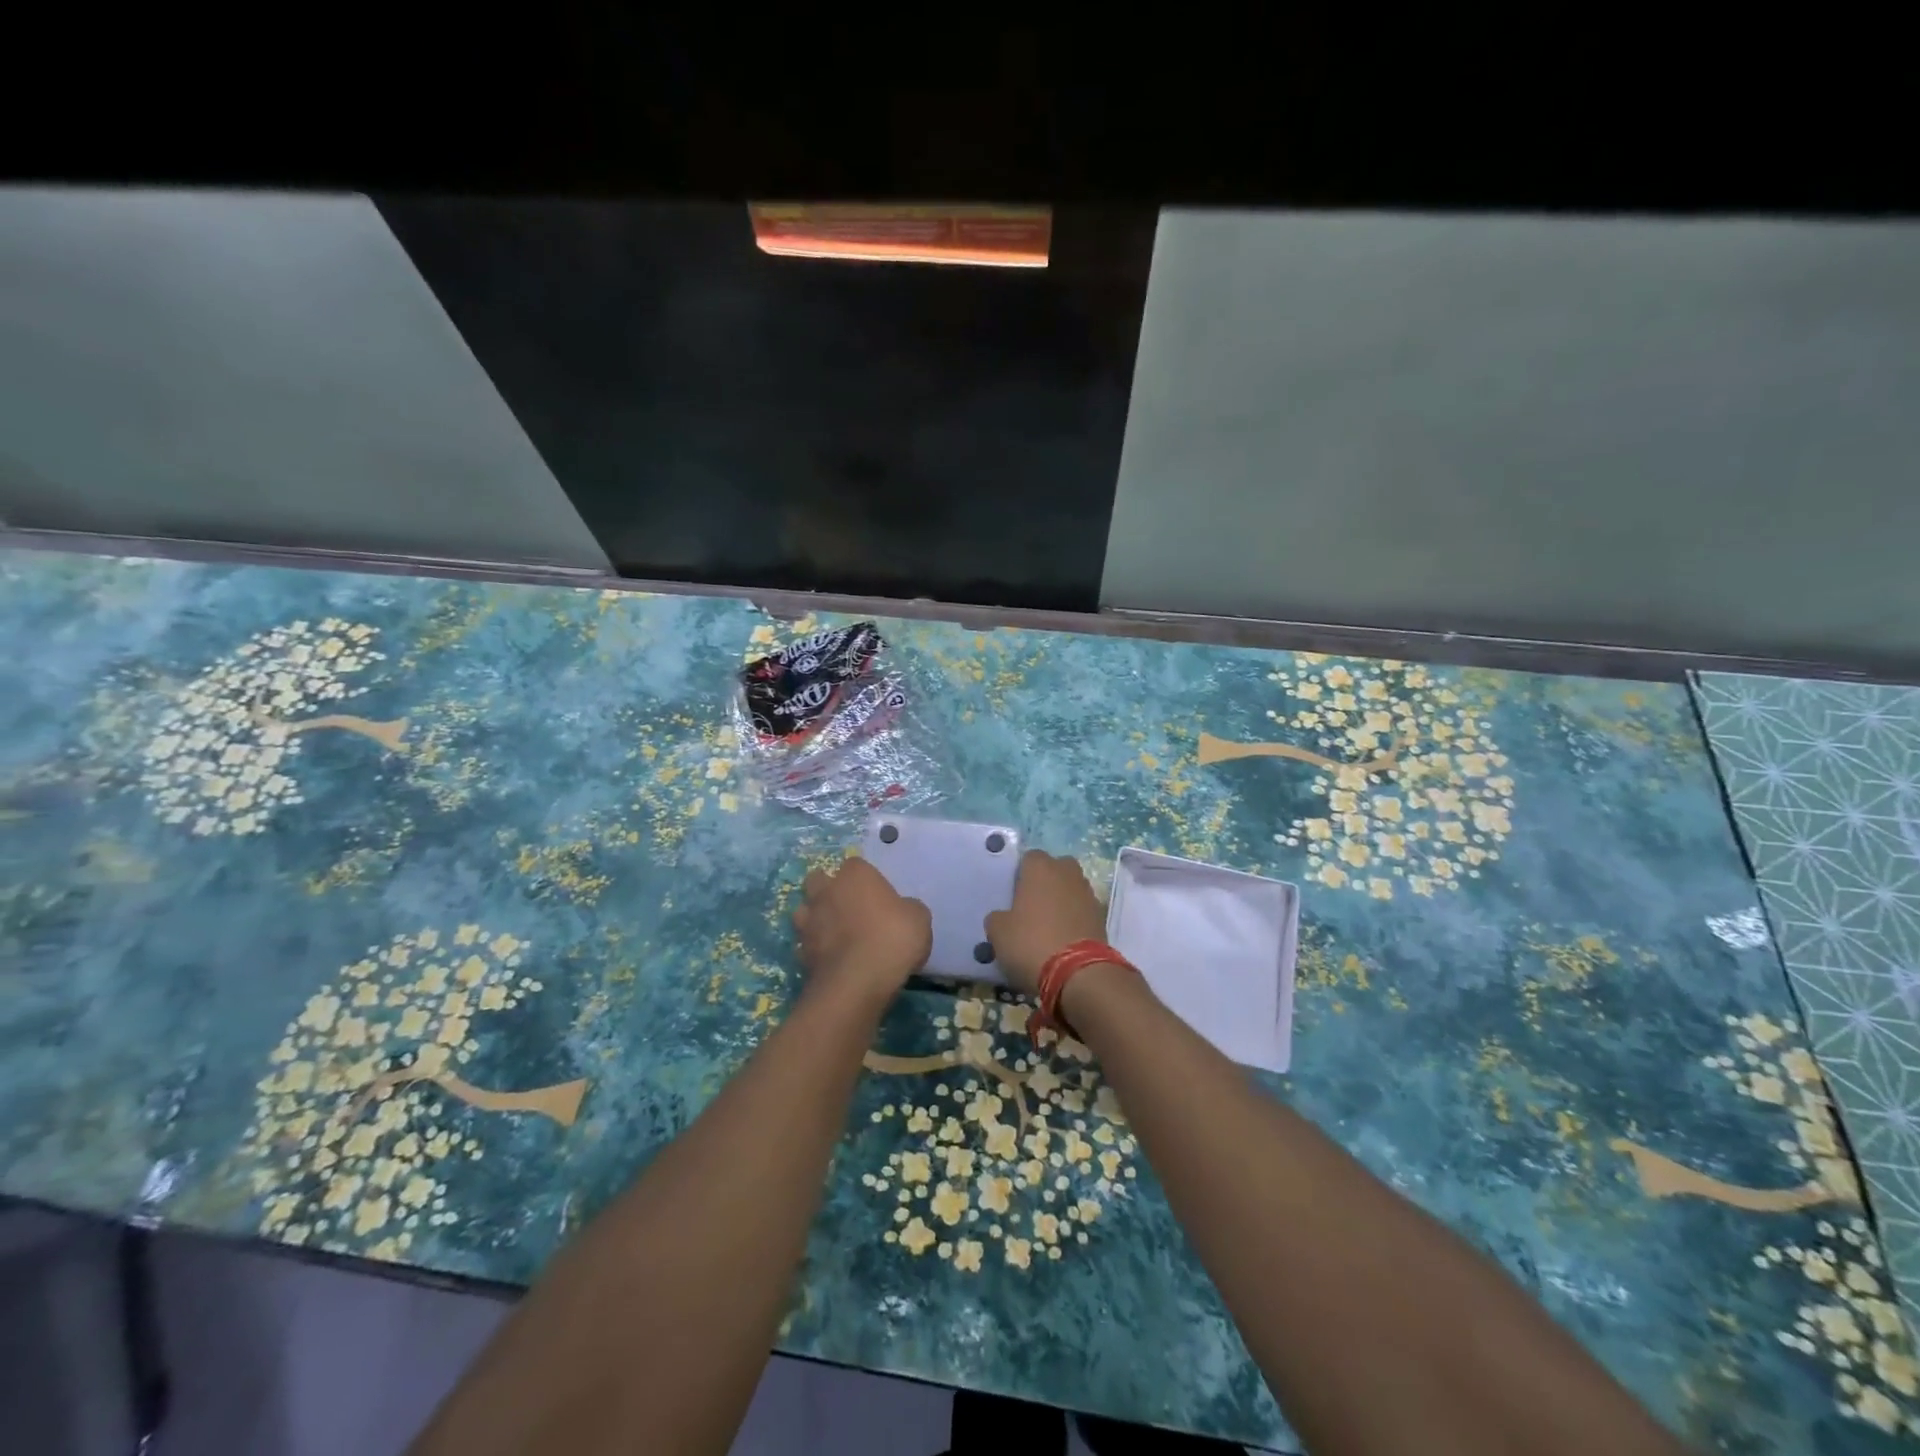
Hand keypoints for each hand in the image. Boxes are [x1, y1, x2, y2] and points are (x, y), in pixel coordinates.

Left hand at [792, 856, 930, 1010]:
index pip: (856, 865)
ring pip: (805, 910)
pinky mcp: (800, 951)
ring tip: (835, 933)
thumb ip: (907, 908)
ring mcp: (809, 921)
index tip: (878, 896)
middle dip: (830, 890)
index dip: (866, 879)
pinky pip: (806, 943)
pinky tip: (832, 959)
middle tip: (851, 909)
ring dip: (816, 917)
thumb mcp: (919, 919)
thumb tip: (902, 911)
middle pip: (819, 880)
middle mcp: (827, 891)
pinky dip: (816, 948)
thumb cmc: (892, 939)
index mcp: (855, 875)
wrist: (856, 983)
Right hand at [985, 850, 1108, 994]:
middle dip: (1046, 882)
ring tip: (1049, 925)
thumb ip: (998, 917)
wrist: (1078, 973)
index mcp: (1040, 868)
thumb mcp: (998, 932)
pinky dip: (1075, 918)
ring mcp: (1088, 893)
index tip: (1014, 896)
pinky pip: (1082, 909)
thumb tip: (1004, 917)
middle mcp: (1067, 872)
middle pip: (1055, 868)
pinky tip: (1064, 938)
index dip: (1021, 875)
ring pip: (1071, 888)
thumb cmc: (1031, 943)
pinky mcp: (1102, 916)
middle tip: (1032, 906)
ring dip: (1062, 900)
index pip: (1029, 858)